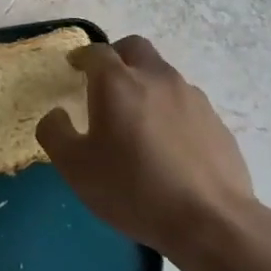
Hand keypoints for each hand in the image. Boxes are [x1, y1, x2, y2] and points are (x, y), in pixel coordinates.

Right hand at [36, 36, 258, 256]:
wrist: (211, 222)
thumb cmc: (133, 189)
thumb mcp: (75, 167)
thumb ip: (55, 133)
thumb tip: (56, 114)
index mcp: (117, 83)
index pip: (96, 52)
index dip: (82, 56)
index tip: (74, 67)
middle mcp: (155, 78)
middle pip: (134, 47)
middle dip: (116, 56)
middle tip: (105, 82)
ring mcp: (191, 97)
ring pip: (162, 74)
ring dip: (145, 84)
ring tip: (137, 119)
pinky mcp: (215, 121)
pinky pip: (185, 102)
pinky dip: (170, 110)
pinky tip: (167, 144)